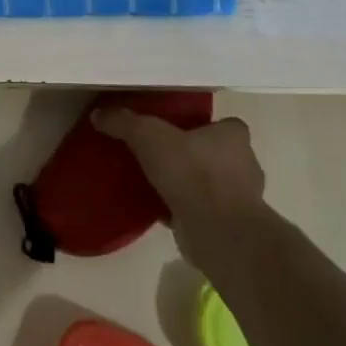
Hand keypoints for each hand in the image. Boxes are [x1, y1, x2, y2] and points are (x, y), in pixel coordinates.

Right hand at [93, 110, 266, 259]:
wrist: (217, 231)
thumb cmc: (192, 172)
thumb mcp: (148, 136)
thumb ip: (124, 122)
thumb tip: (99, 114)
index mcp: (234, 137)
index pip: (225, 125)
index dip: (203, 126)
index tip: (178, 131)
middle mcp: (245, 165)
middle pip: (218, 155)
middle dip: (194, 157)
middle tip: (162, 156)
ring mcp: (241, 200)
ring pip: (212, 186)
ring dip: (190, 186)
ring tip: (157, 184)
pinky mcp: (230, 227)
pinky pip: (203, 212)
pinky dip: (184, 211)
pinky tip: (159, 211)